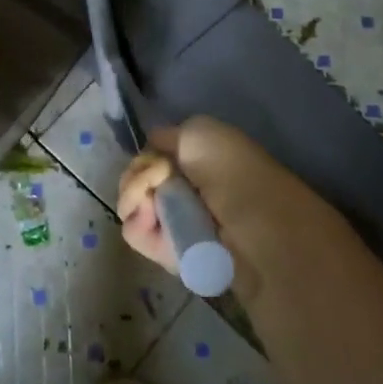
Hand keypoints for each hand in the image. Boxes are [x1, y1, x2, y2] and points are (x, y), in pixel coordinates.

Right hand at [117, 117, 328, 301]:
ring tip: (151, 201)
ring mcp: (171, 222)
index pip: (149, 157)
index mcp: (192, 163)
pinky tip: (150, 217)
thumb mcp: (199, 131)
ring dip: (133, 196)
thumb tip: (151, 149)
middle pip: (135, 180)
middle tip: (155, 179)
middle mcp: (180, 191)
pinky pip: (134, 233)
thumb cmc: (231, 169)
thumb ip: (167, 136)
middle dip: (136, 176)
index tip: (156, 159)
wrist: (253, 225)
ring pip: (130, 205)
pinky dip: (137, 221)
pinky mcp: (165, 252)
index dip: (145, 156)